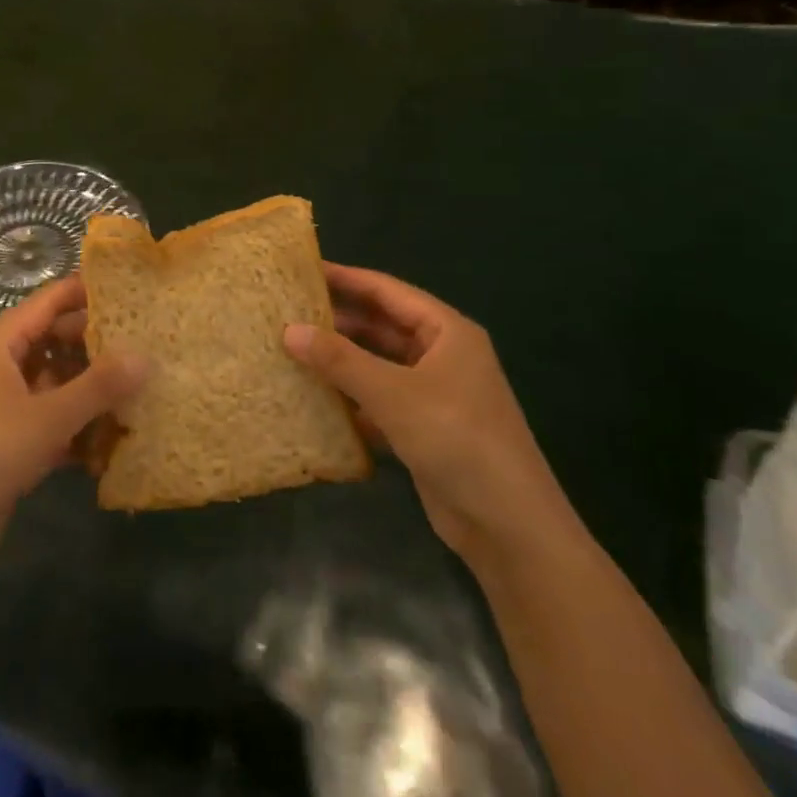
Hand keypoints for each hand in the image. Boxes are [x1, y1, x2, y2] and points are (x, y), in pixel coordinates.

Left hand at [0, 276, 145, 581]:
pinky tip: (116, 441)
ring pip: (58, 382)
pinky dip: (79, 427)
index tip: (134, 288)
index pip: (50, 300)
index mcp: (2, 344)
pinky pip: (53, 420)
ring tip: (143, 390)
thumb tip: (146, 355)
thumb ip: (98, 386)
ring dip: (93, 390)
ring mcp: (6, 405)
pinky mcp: (11, 441)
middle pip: (57, 340)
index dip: (88, 290)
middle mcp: (3, 366)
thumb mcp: (47, 417)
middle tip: (149, 344)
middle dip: (99, 344)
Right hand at [284, 265, 574, 562]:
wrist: (509, 526)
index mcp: (446, 331)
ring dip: (341, 360)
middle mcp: (441, 355)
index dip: (345, 278)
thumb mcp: (393, 393)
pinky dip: (350, 397)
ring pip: (378, 364)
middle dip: (338, 319)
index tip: (302, 270)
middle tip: (287, 311)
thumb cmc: (456, 439)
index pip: (387, 291)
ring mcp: (434, 394)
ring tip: (291, 349)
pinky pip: (379, 400)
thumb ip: (340, 360)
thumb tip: (289, 330)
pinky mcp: (424, 428)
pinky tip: (314, 398)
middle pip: (381, 326)